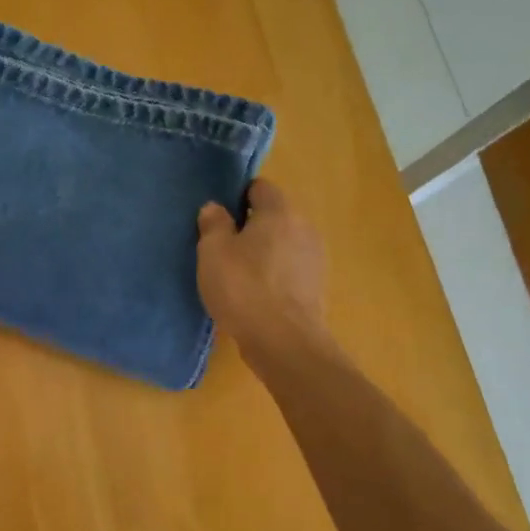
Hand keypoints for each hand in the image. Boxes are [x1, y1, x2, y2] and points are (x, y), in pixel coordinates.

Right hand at [196, 180, 325, 353]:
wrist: (284, 342)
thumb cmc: (243, 288)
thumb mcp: (212, 252)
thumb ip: (213, 224)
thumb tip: (215, 208)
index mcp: (279, 212)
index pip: (260, 187)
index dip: (238, 196)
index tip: (219, 215)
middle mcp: (304, 228)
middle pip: (274, 216)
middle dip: (251, 226)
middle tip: (222, 246)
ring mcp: (315, 259)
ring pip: (283, 244)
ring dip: (263, 252)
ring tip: (237, 273)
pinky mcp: (316, 287)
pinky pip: (290, 270)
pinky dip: (274, 275)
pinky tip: (255, 294)